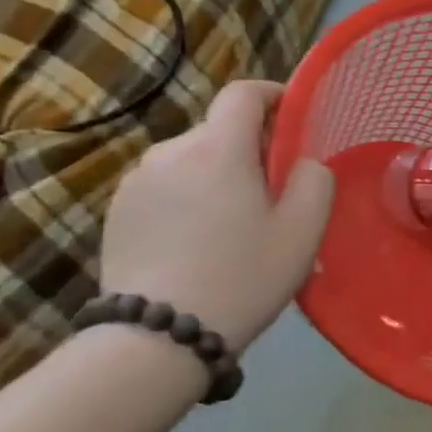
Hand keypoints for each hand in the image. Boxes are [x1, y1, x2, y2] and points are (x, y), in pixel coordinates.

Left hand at [100, 81, 332, 352]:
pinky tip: (197, 243)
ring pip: (191, 160)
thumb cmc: (242, 277)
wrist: (157, 338)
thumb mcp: (302, 231)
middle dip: (249, 149)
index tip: (292, 117)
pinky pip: (165, 187)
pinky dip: (187, 198)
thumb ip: (315, 180)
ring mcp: (136, 181)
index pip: (243, 93)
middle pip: (219, 131)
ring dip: (216, 175)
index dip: (272, 95)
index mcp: (219, 148)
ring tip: (232, 224)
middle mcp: (171, 151)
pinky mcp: (116, 211)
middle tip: (272, 193)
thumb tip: (304, 162)